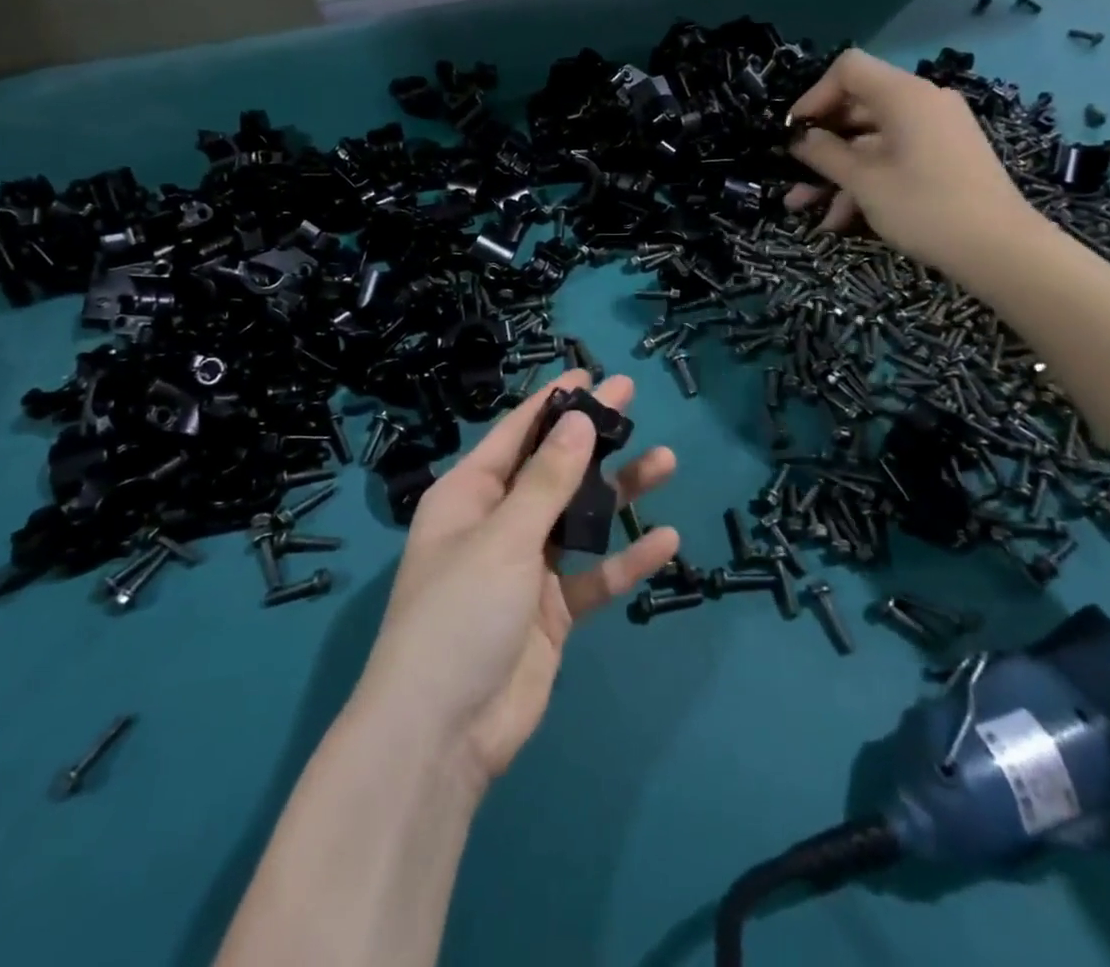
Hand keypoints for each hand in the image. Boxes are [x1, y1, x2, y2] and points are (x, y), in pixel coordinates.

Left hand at [351, 371, 678, 791]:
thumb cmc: (460, 613)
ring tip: (666, 462)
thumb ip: (547, 481)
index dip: (552, 403)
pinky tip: (665, 540)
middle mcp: (497, 523)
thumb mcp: (503, 538)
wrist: (443, 734)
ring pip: (580, 518)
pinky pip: (594, 576)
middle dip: (593, 437)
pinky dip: (625, 559)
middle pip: (553, 469)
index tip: (590, 375)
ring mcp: (526, 568)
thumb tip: (580, 419)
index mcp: (469, 495)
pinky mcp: (551, 611)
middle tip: (634, 398)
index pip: (516, 434)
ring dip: (619, 493)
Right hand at [785, 47, 1043, 280]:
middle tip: (791, 173)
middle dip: (820, 144)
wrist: (1000, 249)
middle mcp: (922, 104)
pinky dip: (865, 181)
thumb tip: (800, 138)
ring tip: (804, 207)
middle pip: (857, 107)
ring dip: (836, 172)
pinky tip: (840, 220)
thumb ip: (825, 154)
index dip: (813, 96)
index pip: (848, 70)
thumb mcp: (863, 181)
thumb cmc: (924, 207)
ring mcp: (935, 131)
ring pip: (870, 141)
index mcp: (904, 96)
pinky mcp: (942, 157)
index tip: (793, 133)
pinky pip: (893, 158)